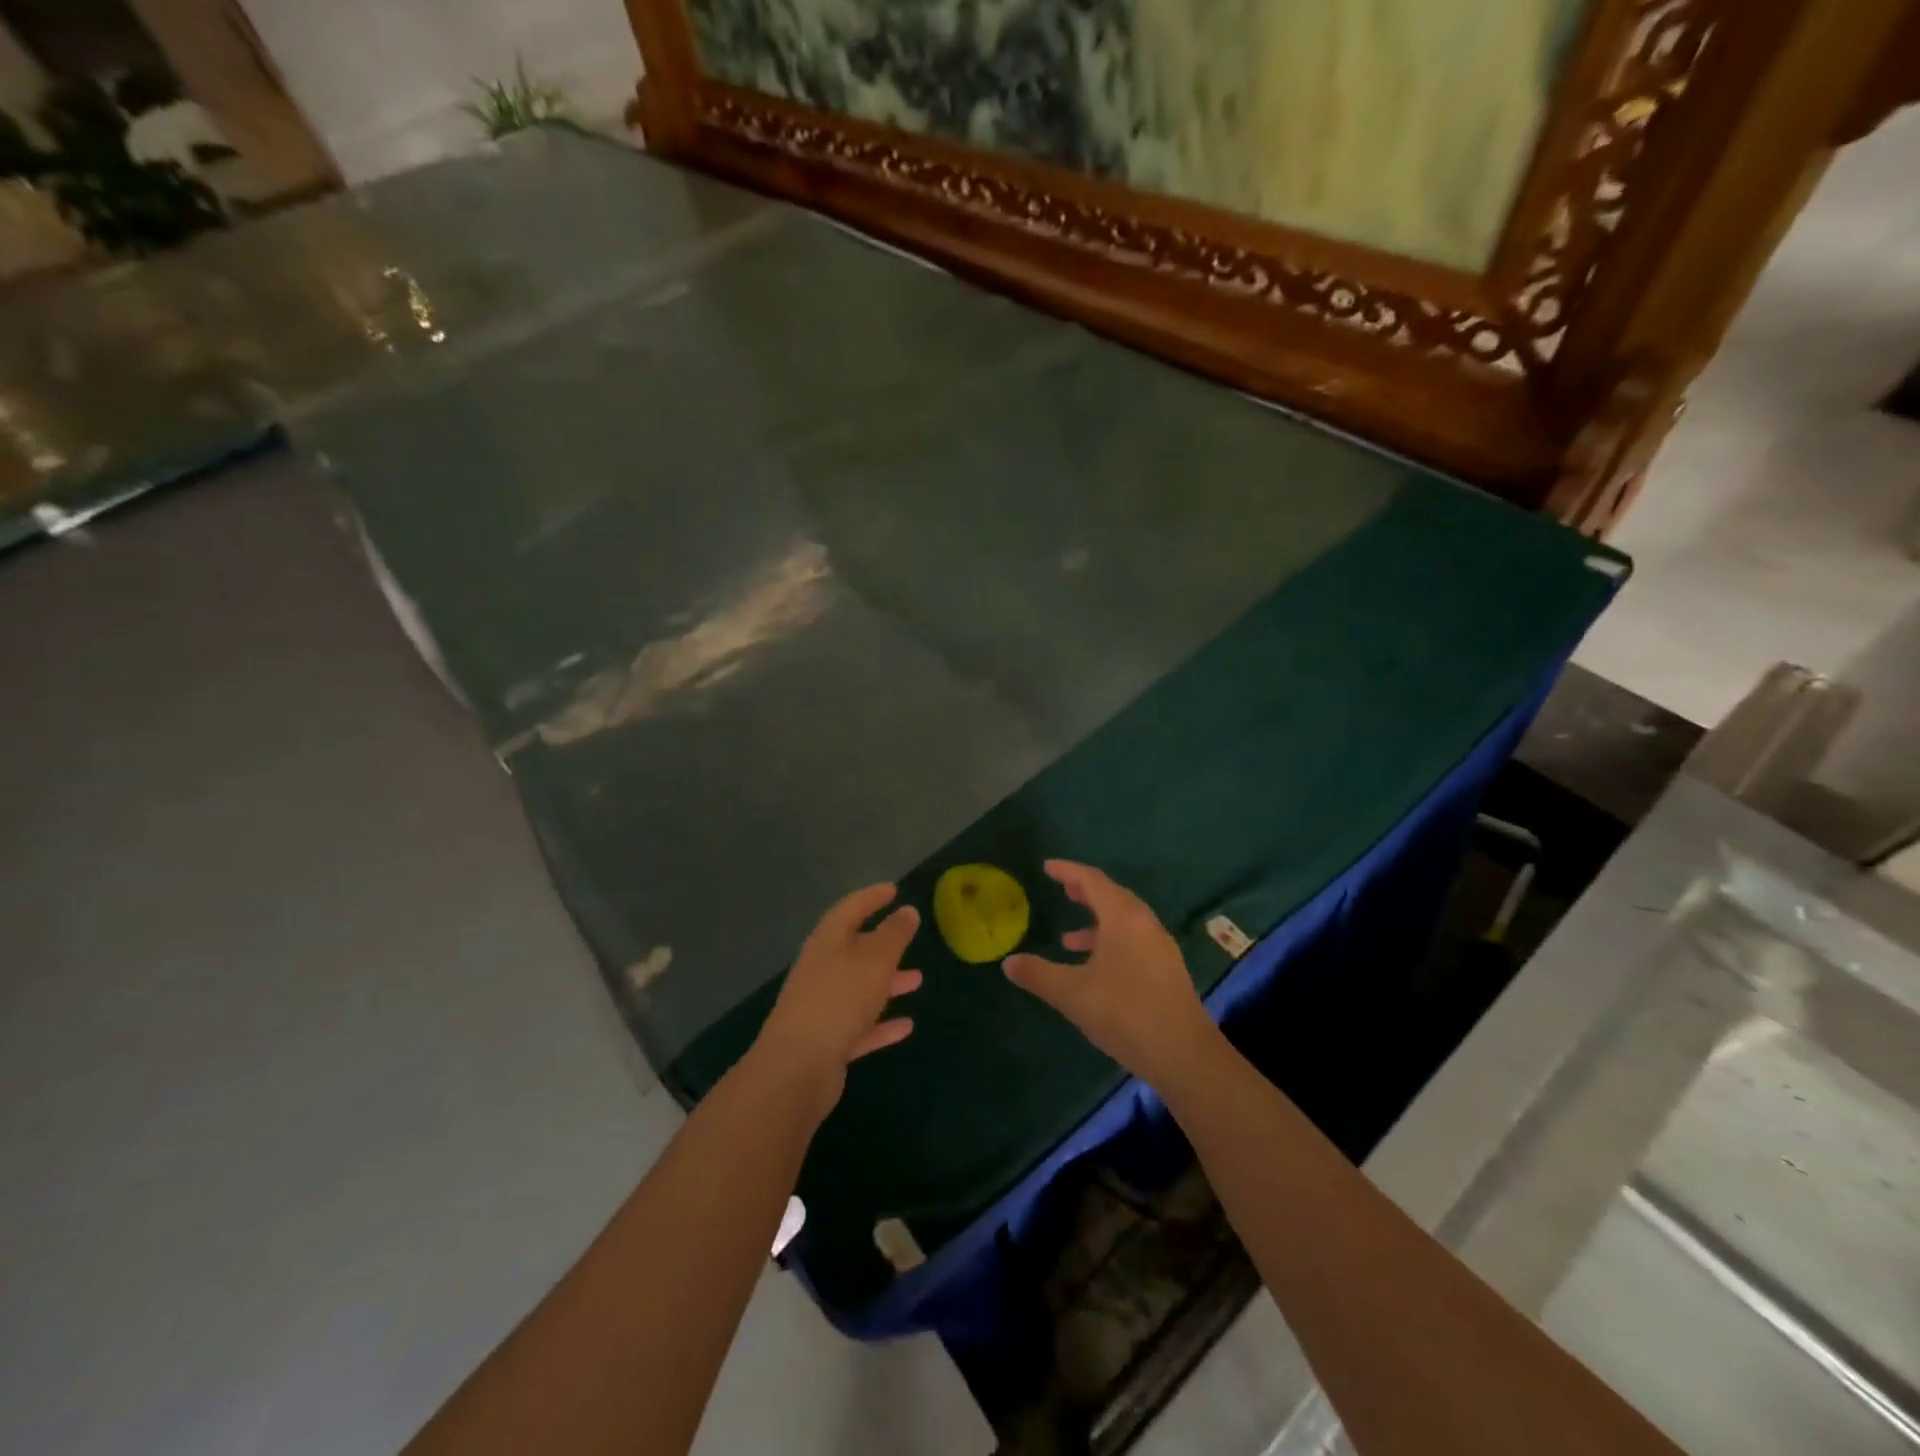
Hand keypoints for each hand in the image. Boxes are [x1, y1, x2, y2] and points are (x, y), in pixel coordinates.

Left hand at [753, 884, 921, 1113]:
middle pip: (853, 949)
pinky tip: (906, 1026)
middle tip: (908, 936)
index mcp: (827, 941)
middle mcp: (821, 969)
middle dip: (883, 943)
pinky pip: (859, 1025)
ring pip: (858, 987)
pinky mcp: (826, 1041)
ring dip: (887, 982)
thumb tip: (908, 911)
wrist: (797, 1067)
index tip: (893, 890)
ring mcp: (821, 1006)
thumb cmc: (839, 999)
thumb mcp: (875, 960)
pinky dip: (881, 1023)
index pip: (850, 908)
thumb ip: (894, 935)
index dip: (872, 897)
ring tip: (917, 980)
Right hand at [1003, 860, 1217, 1088]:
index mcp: (1123, 918)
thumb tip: (1008, 962)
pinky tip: (1097, 968)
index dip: (1068, 871)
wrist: (1184, 1055)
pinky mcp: (1167, 969)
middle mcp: (1145, 924)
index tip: (1048, 867)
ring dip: (1097, 921)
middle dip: (1085, 891)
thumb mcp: (1072, 994)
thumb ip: (1038, 975)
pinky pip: (1134, 940)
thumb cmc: (1124, 1013)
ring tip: (1069, 938)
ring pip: (1125, 921)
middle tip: (1063, 889)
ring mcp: (1160, 947)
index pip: (1092, 881)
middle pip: (1112, 896)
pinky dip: (1111, 941)